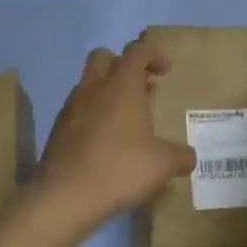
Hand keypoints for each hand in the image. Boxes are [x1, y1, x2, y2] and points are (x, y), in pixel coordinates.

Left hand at [36, 34, 195, 222]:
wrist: (65, 196)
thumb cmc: (121, 168)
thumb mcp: (163, 164)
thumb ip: (181, 156)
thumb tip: (189, 157)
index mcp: (122, 85)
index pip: (137, 50)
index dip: (153, 54)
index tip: (165, 71)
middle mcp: (94, 88)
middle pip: (104, 56)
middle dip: (123, 65)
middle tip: (141, 87)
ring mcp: (71, 108)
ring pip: (88, 84)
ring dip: (107, 92)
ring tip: (126, 120)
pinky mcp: (57, 130)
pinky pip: (78, 110)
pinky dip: (93, 116)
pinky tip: (105, 143)